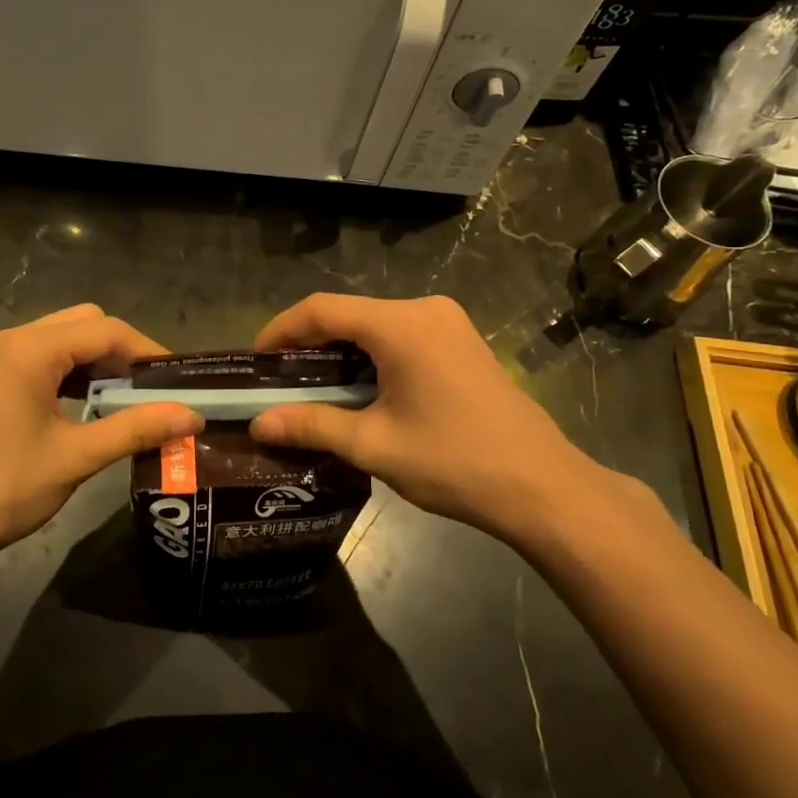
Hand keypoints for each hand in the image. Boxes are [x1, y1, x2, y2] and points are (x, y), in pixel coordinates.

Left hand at [0, 305, 201, 584]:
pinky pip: (43, 359)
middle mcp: (11, 341)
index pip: (104, 330)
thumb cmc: (2, 489)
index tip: (178, 380)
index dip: (146, 350)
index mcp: (28, 350)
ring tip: (127, 399)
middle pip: (84, 324)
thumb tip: (193, 416)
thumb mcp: (75, 458)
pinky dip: (72, 374)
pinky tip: (88, 405)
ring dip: (97, 362)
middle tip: (152, 390)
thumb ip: (135, 428)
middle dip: (122, 352)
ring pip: (63, 340)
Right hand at [250, 295, 646, 551]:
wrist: (542, 487)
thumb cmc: (455, 462)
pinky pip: (400, 336)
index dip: (281, 330)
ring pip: (374, 325)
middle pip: (349, 314)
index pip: (322, 310)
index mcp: (400, 325)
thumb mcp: (374, 446)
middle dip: (308, 344)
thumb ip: (312, 426)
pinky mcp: (461, 341)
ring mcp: (448, 323)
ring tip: (310, 389)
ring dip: (340, 352)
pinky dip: (370, 356)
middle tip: (277, 382)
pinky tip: (359, 389)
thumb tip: (258, 424)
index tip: (254, 362)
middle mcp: (424, 310)